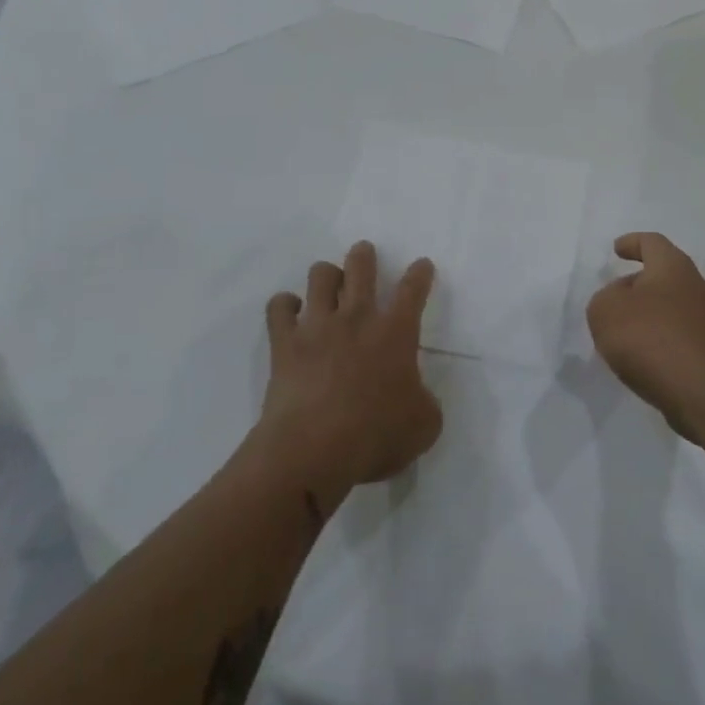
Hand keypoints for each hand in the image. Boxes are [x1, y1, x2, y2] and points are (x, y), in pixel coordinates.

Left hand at [254, 241, 442, 511]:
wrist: (312, 451)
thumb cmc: (375, 437)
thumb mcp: (423, 426)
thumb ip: (425, 403)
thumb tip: (416, 396)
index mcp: (395, 333)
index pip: (412, 291)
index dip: (419, 274)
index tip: (422, 265)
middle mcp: (357, 318)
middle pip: (361, 267)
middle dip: (364, 255)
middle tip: (364, 253)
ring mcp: (318, 326)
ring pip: (320, 276)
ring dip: (327, 275)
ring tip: (328, 282)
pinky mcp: (285, 343)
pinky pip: (279, 307)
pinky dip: (285, 305)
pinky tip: (290, 311)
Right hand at [588, 232, 704, 443]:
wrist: (704, 394)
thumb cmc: (651, 338)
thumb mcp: (606, 311)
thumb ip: (605, 298)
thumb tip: (621, 301)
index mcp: (673, 266)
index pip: (652, 242)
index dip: (632, 243)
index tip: (617, 250)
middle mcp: (696, 286)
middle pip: (665, 274)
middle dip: (640, 282)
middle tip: (616, 296)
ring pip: (673, 306)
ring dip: (651, 314)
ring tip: (625, 333)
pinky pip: (680, 335)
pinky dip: (661, 339)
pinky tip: (644, 357)